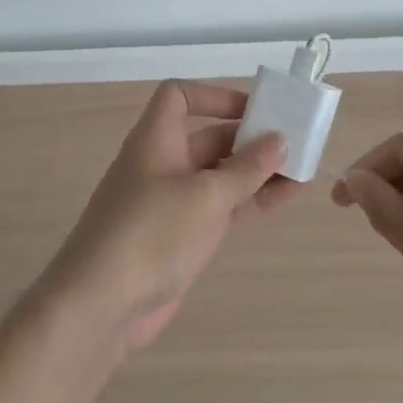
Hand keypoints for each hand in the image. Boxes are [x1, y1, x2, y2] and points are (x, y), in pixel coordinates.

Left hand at [40, 81, 292, 357]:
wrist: (101, 307)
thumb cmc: (151, 234)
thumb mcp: (206, 196)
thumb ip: (246, 168)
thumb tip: (278, 139)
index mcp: (156, 140)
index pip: (178, 96)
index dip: (214, 95)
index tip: (253, 109)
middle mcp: (162, 163)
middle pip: (207, 136)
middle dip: (248, 138)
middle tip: (294, 143)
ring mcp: (171, 202)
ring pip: (219, 175)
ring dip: (256, 172)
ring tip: (301, 173)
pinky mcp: (180, 236)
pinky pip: (220, 206)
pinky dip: (248, 200)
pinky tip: (282, 200)